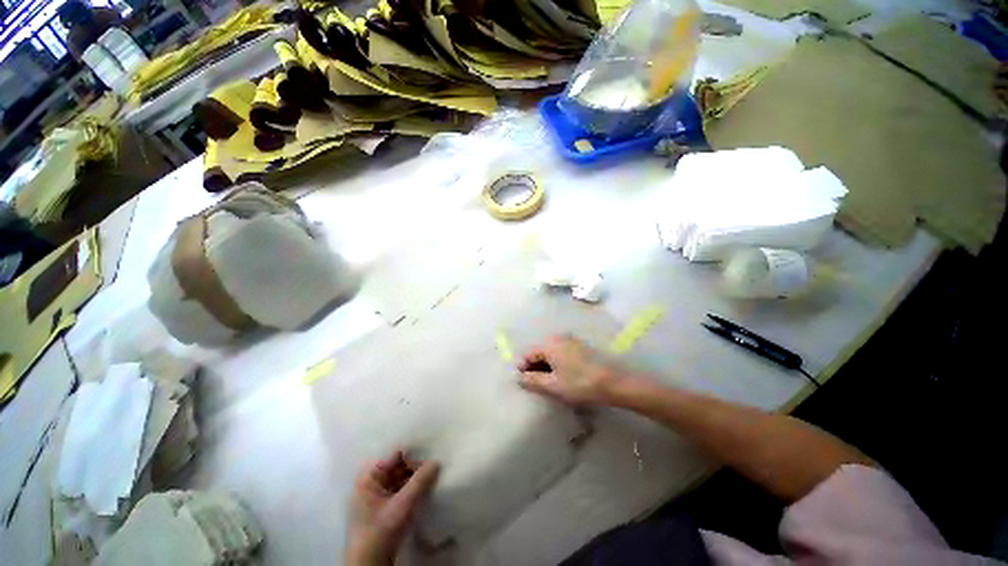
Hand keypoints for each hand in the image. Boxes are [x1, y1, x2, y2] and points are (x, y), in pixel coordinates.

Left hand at [346, 451, 439, 565]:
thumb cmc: (380, 532)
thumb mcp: (403, 505)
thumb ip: (420, 481)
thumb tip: (437, 461)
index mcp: (369, 476)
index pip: (396, 455)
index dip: (414, 454)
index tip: (433, 455)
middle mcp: (371, 481)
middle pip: (399, 465)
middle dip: (417, 466)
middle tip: (436, 468)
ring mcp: (377, 494)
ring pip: (401, 477)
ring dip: (416, 477)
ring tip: (434, 476)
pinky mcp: (383, 506)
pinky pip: (400, 488)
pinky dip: (412, 487)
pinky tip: (426, 488)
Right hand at [517, 335, 621, 405]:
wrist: (613, 382)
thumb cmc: (579, 384)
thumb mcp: (552, 385)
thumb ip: (532, 380)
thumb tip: (518, 377)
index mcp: (549, 344)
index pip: (528, 354)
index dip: (523, 369)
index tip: (523, 383)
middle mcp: (558, 337)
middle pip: (539, 352)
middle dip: (535, 367)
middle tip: (536, 385)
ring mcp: (571, 340)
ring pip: (551, 353)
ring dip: (546, 366)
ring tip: (549, 383)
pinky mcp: (580, 346)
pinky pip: (561, 353)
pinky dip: (557, 363)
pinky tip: (562, 376)